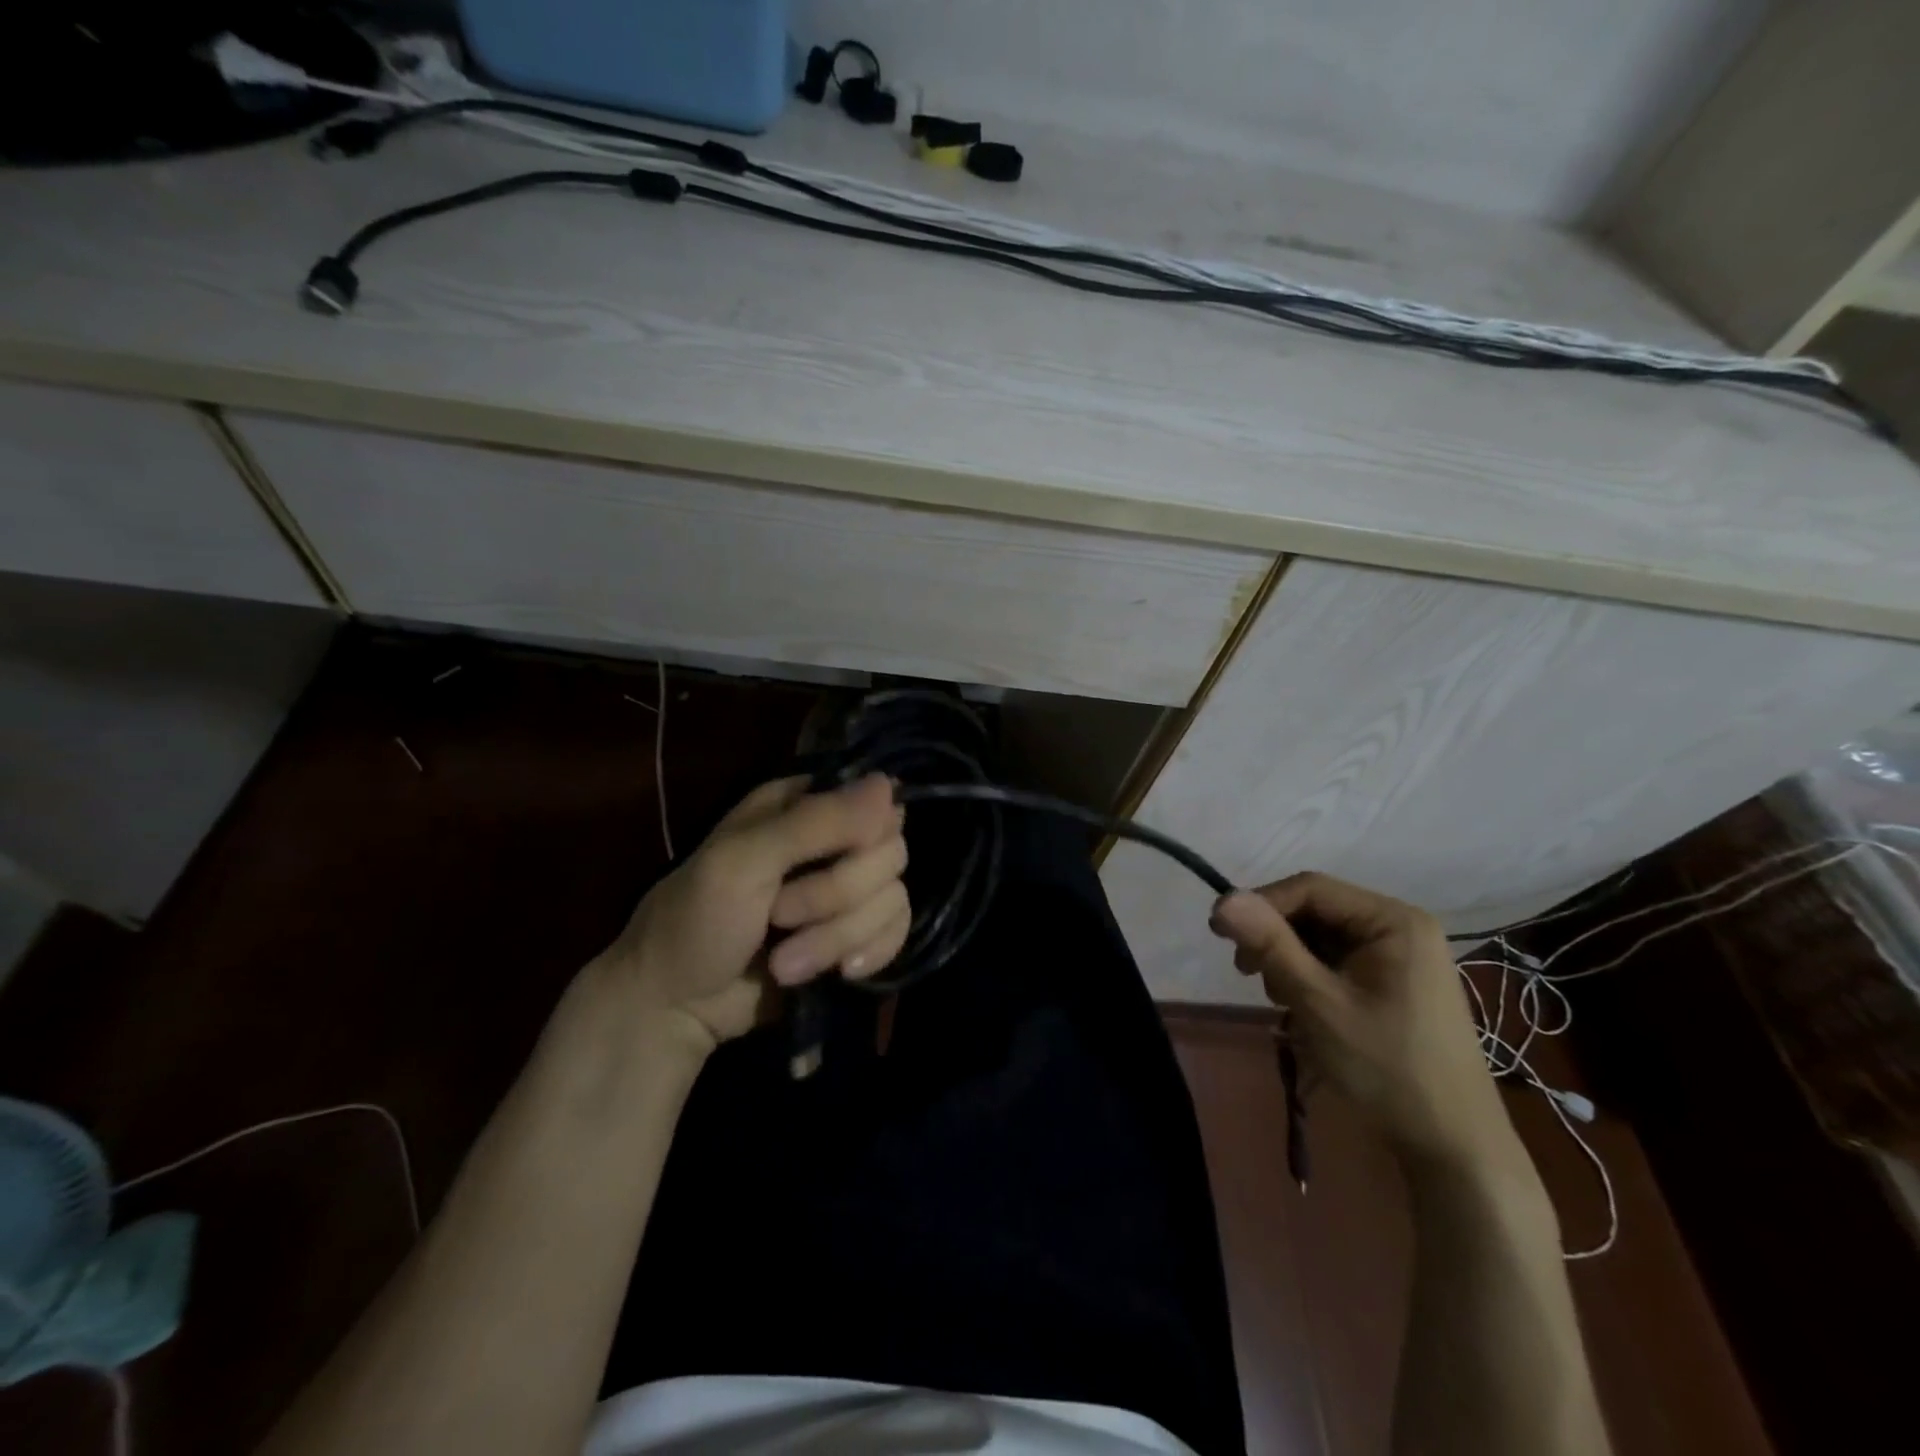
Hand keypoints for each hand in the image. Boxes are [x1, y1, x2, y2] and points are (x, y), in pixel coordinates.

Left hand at [589, 773, 909, 1056]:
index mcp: (802, 805)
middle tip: (780, 916)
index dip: (864, 835)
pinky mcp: (856, 935)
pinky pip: (897, 933)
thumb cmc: (696, 920)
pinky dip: (868, 956)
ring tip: (786, 962)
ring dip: (838, 938)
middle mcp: (834, 840)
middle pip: (891, 853)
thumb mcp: (743, 861)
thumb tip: (887, 784)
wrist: (676, 1007)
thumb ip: (816, 822)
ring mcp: (848, 890)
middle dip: (837, 896)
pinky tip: (837, 974)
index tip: (829, 858)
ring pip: (894, 898)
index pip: (875, 800)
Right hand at [1208, 873, 1521, 1174]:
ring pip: (1322, 936)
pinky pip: (1338, 960)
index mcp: (1394, 921)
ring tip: (1281, 1001)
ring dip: (1289, 960)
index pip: (1311, 889)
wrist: (1454, 1148)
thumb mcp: (1319, 1003)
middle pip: (1316, 910)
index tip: (1219, 933)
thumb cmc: (1387, 1068)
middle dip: (1275, 938)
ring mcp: (1401, 956)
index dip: (1261, 904)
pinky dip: (1310, 977)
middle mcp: (1401, 927)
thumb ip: (1271, 945)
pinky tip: (1302, 1008)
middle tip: (1247, 974)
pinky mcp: (1396, 982)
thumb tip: (1222, 900)